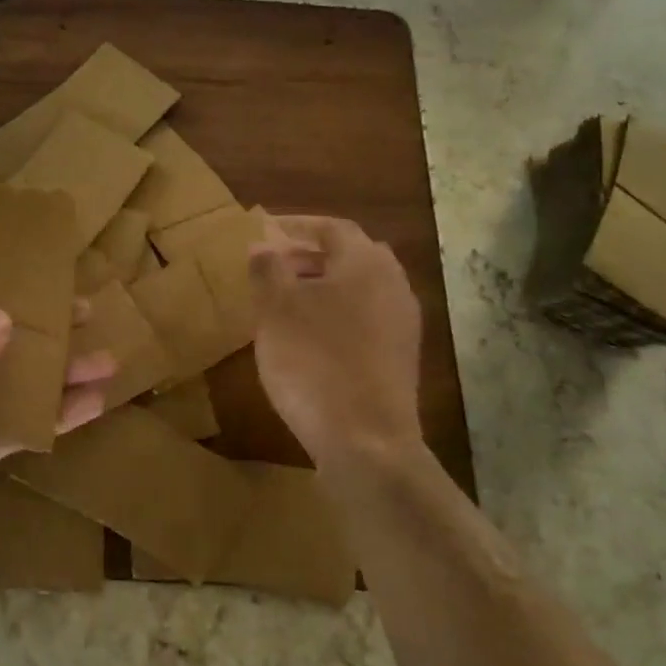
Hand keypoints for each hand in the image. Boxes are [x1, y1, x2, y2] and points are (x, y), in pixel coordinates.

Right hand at [248, 217, 427, 486]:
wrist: (364, 440)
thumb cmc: (313, 362)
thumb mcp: (276, 310)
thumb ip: (268, 269)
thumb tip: (263, 244)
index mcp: (365, 263)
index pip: (332, 228)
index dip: (296, 225)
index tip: (265, 230)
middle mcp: (393, 284)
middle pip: (352, 255)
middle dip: (312, 254)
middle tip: (276, 263)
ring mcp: (402, 322)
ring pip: (361, 287)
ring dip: (325, 284)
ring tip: (288, 299)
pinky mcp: (401, 355)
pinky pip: (368, 316)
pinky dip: (339, 312)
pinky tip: (312, 334)